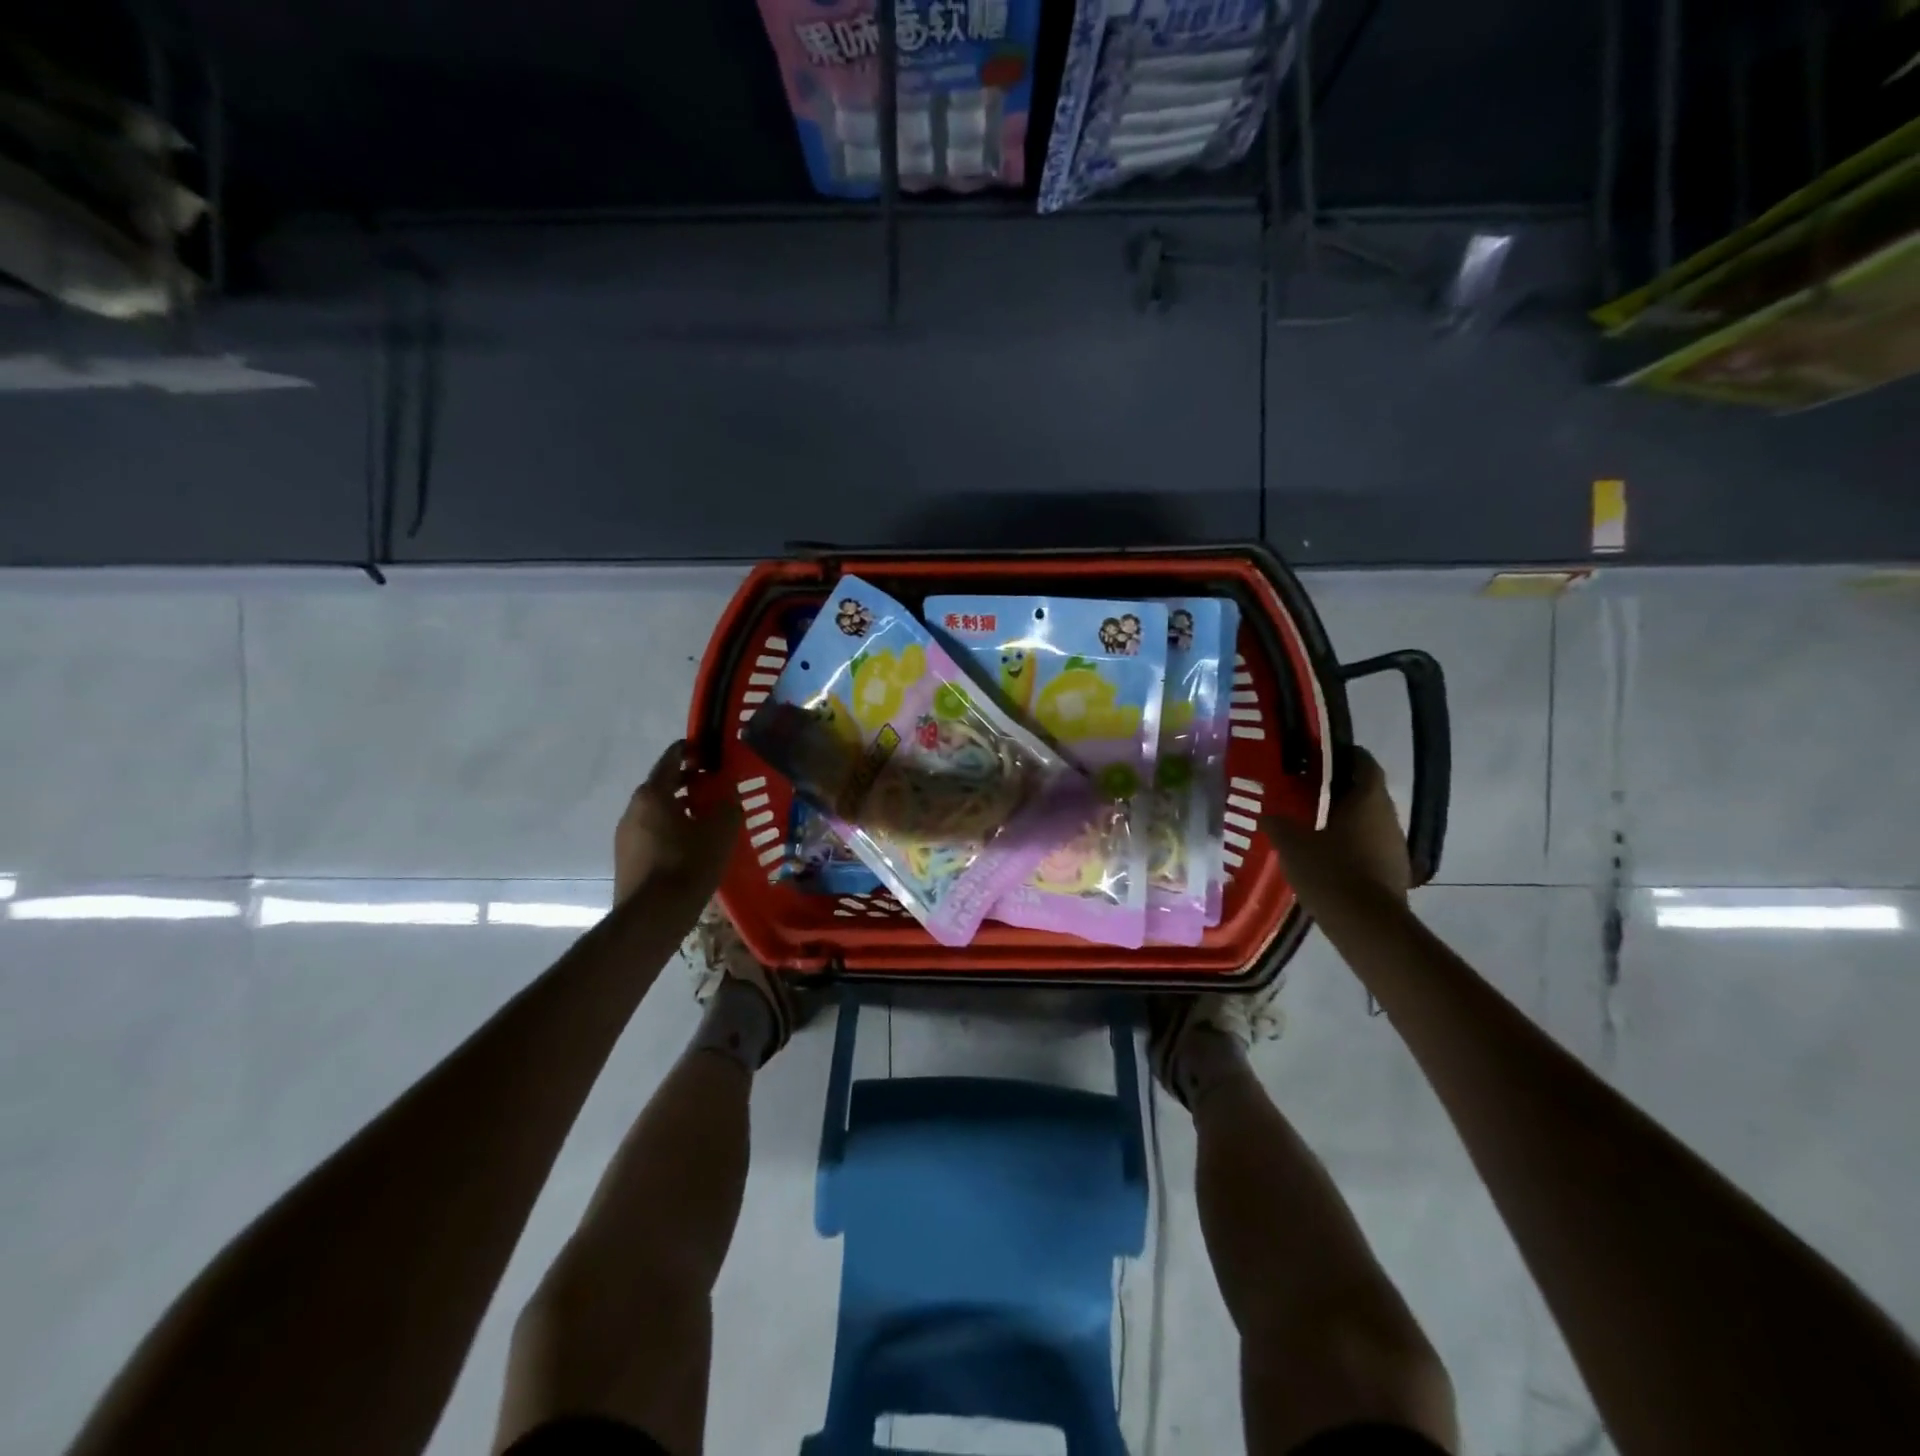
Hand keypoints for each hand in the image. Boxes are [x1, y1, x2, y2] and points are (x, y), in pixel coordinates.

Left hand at [614, 740, 741, 904]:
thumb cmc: (688, 864)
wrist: (652, 916)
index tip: (711, 750)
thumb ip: (727, 805)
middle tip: (716, 785)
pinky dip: (672, 828)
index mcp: (653, 794)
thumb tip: (727, 798)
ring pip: (657, 810)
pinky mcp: (627, 858)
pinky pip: (653, 832)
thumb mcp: (721, 830)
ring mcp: (626, 835)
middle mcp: (633, 808)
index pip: (672, 758)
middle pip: (663, 784)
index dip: (692, 749)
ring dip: (680, 807)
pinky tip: (692, 844)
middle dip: (689, 781)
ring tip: (708, 816)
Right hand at [1262, 747, 1410, 908]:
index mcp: (1368, 799)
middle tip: (1306, 791)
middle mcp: (1388, 816)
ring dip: (1345, 818)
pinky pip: (1370, 846)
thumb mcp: (1291, 844)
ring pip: (1369, 820)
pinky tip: (1327, 856)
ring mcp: (1395, 845)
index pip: (1363, 762)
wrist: (1367, 925)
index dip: (1343, 755)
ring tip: (1313, 824)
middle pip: (1366, 791)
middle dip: (1339, 789)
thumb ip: (1278, 823)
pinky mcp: (1394, 871)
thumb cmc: (1330, 871)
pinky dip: (1352, 844)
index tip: (1318, 757)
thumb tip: (1267, 814)